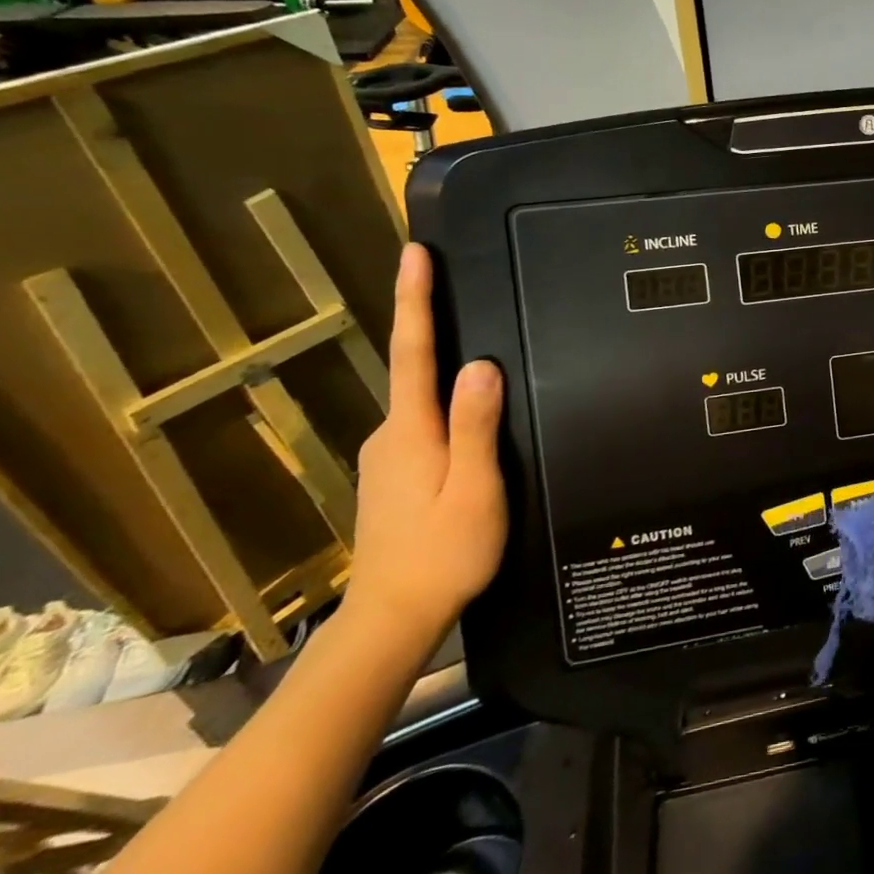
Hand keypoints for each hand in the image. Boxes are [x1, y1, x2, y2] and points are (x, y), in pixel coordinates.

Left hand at [343, 244, 507, 649]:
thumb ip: (476, 428)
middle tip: (462, 288)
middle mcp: (391, 435)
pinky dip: (446, 406)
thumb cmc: (444, 553)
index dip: (415, 301)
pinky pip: (425, 424)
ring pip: (423, 400)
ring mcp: (388, 457)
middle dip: (434, 326)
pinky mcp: (394, 476)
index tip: (415, 255)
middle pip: (416, 370)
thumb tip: (480, 365)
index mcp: (411, 432)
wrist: (392, 619)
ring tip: (484, 354)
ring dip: (445, 371)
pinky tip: (473, 419)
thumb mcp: (474, 490)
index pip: (415, 352)